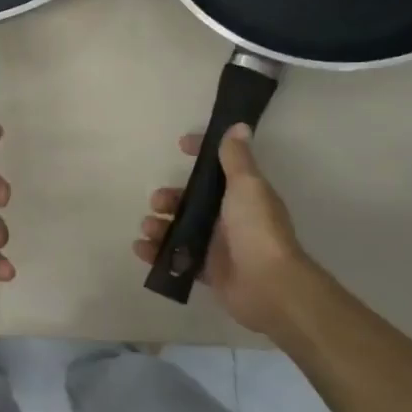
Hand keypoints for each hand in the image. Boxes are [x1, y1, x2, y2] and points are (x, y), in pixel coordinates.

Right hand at [134, 123, 308, 334]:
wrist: (268, 285)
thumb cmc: (256, 229)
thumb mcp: (246, 186)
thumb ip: (236, 158)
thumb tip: (239, 125)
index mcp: (241, 194)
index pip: (219, 167)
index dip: (201, 154)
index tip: (180, 146)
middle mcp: (229, 217)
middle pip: (192, 201)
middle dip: (170, 198)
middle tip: (158, 203)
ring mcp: (217, 245)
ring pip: (181, 229)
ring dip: (160, 225)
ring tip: (148, 229)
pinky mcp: (207, 271)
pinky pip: (177, 258)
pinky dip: (157, 254)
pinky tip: (142, 249)